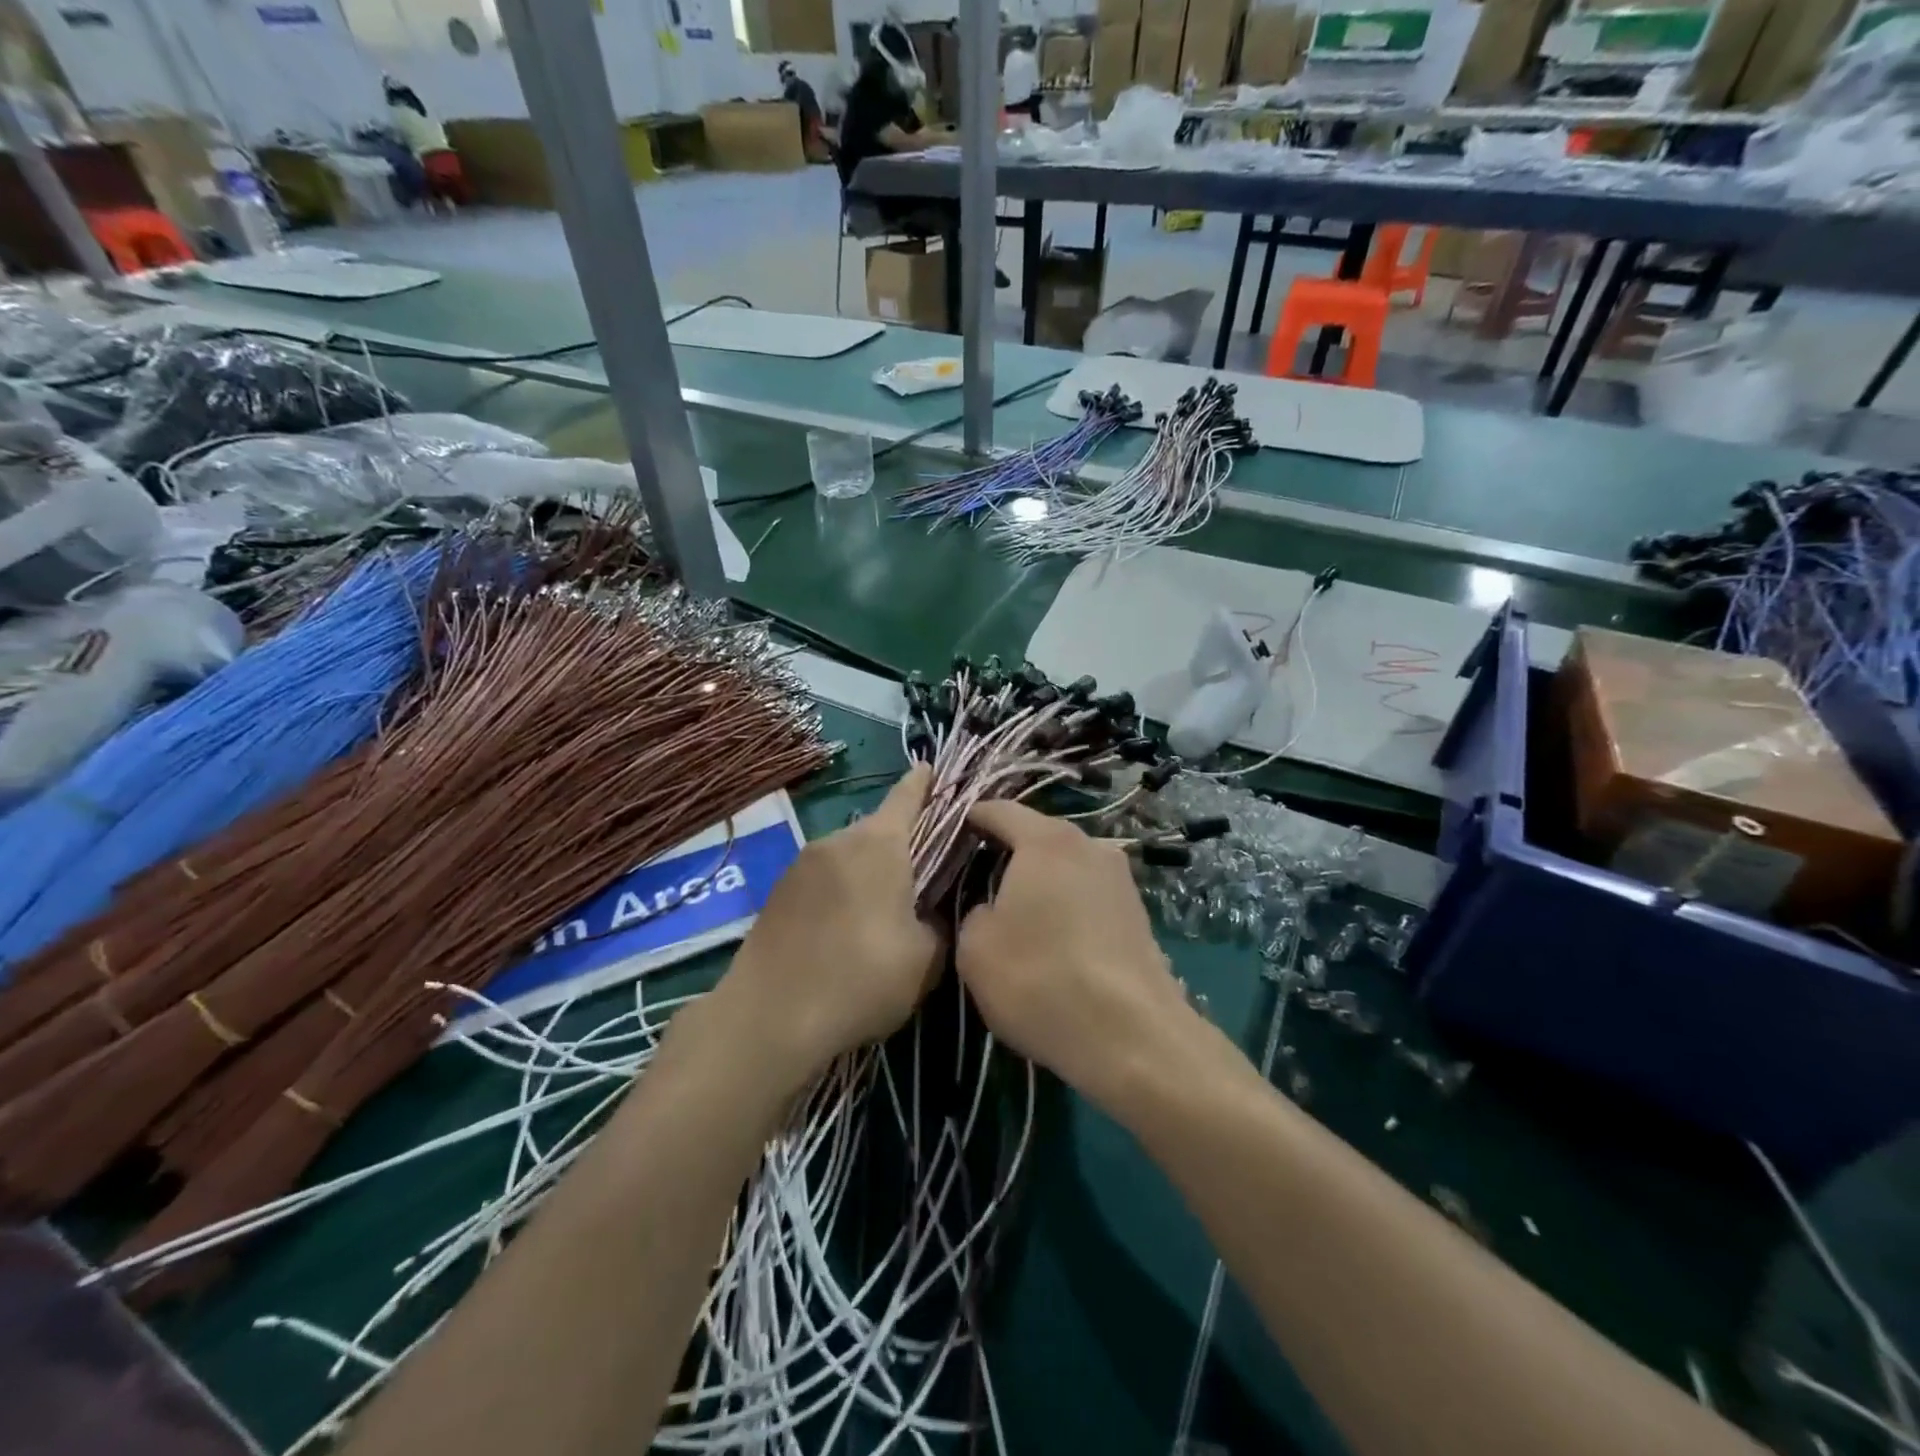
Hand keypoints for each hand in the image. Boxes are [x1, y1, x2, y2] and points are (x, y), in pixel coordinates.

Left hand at [719, 767, 942, 1081]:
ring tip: (882, 908)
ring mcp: (802, 863)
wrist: (768, 1017)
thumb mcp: (924, 959)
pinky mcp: (778, 890)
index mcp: (879, 845)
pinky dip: (841, 889)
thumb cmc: (860, 979)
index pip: (907, 797)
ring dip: (868, 869)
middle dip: (901, 842)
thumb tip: (929, 913)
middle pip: (878, 828)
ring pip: (849, 854)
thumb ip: (938, 924)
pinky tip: (844, 928)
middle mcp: (838, 840)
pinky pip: (823, 876)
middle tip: (921, 872)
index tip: (931, 766)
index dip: (924, 782)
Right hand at [957, 801, 1197, 1108]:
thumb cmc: (1041, 979)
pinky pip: (1088, 894)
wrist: (1132, 1036)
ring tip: (1017, 912)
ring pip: (1066, 866)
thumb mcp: (975, 948)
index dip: (970, 819)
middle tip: (977, 876)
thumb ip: (974, 912)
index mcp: (1046, 841)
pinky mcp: (1138, 912)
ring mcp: (1120, 878)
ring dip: (1041, 880)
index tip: (950, 836)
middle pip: (1038, 835)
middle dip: (1007, 851)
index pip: (999, 810)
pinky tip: (1055, 938)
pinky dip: (1067, 905)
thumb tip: (993, 909)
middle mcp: (1089, 845)